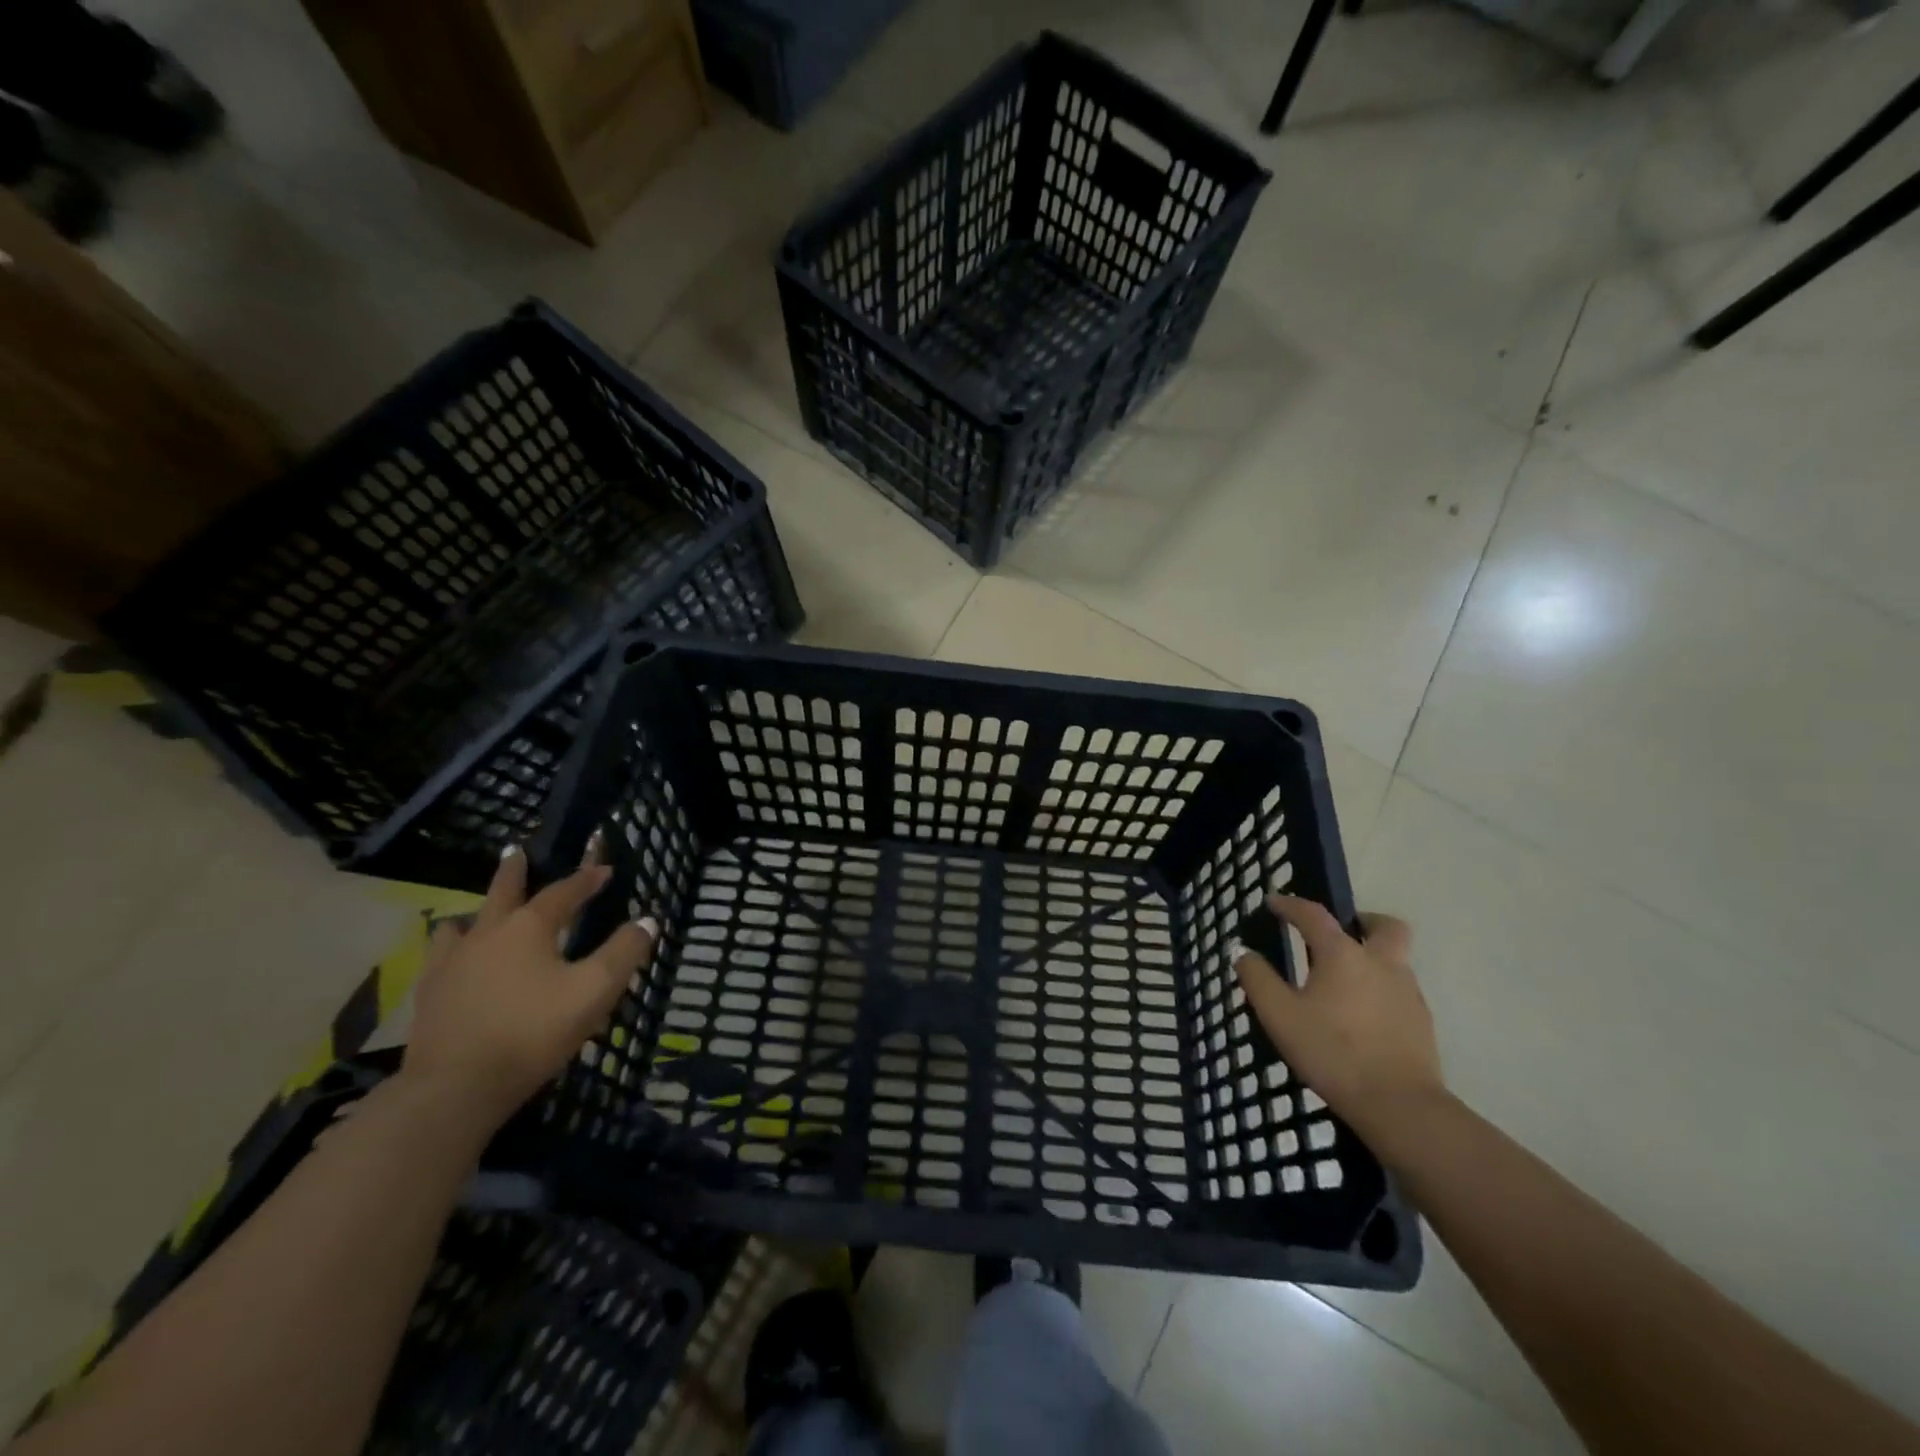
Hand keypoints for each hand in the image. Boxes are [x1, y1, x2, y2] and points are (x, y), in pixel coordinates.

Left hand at [400, 840, 656, 1132]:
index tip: (604, 869)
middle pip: (502, 892)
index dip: (586, 879)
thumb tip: (647, 920)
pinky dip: (453, 950)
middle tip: (516, 852)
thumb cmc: (533, 1031)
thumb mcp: (595, 991)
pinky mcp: (429, 994)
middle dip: (514, 871)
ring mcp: (451, 963)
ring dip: (477, 913)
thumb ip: (624, 952)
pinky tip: (457, 963)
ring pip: (463, 924)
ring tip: (481, 916)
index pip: (564, 892)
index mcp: (529, 927)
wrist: (456, 1088)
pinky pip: (440, 958)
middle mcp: (487, 933)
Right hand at [1233, 894, 1445, 1155]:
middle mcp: (1381, 963)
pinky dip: (1379, 989)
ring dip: (1371, 957)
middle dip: (1361, 921)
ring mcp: (1407, 992)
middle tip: (1337, 935)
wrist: (1400, 1106)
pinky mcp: (1421, 1022)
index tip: (1273, 902)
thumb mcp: (1280, 1015)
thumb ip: (1258, 979)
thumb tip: (1242, 951)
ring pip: (1395, 958)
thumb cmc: (1332, 1052)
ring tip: (1342, 982)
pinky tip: (1361, 1015)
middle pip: (1383, 925)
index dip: (1291, 904)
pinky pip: (1399, 989)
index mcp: (1343, 954)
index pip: (1314, 915)